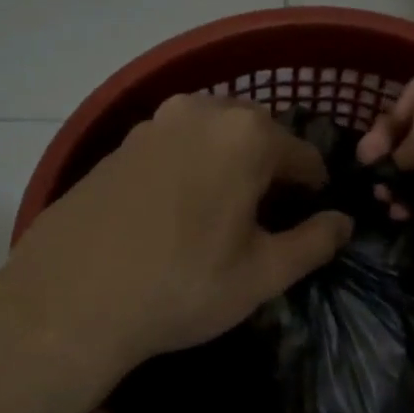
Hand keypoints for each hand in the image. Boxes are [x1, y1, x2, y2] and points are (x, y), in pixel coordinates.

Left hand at [6, 93, 352, 372]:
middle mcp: (200, 112)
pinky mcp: (117, 146)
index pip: (304, 155)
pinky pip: (173, 148)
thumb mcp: (262, 274)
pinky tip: (174, 214)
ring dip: (227, 166)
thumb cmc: (181, 286)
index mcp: (246, 135)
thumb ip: (313, 243)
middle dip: (270, 170)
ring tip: (220, 216)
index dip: (314, 189)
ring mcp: (152, 125)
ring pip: (211, 137)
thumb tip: (343, 223)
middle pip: (257, 135)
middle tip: (265, 220)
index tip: (310, 219)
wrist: (70, 300)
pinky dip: (188, 169)